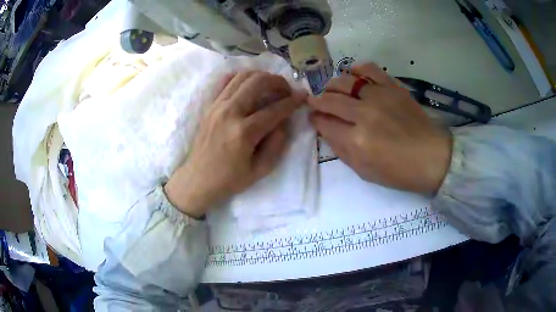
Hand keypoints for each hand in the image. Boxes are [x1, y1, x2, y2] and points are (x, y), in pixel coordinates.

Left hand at [164, 71, 306, 217]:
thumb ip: (277, 144)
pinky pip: (225, 81)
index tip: (303, 96)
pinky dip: (240, 78)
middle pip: (258, 82)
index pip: (275, 109)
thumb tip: (284, 121)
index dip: (293, 101)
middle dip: (277, 81)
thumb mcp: (261, 169)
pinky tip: (249, 85)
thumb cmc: (230, 179)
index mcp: (244, 132)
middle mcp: (230, 112)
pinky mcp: (209, 106)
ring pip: (242, 76)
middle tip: (286, 89)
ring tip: (270, 85)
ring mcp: (217, 106)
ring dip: (260, 76)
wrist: (198, 180)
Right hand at [308, 63, 451, 193]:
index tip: (314, 118)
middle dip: (317, 101)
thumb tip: (326, 130)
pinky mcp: (392, 87)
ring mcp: (379, 96)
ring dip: (332, 85)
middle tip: (316, 102)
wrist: (432, 157)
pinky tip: (352, 75)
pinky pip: (368, 69)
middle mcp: (364, 114)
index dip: (315, 120)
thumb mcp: (365, 171)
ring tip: (333, 90)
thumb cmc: (399, 171)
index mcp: (357, 141)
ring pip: (344, 81)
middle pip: (330, 99)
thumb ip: (341, 151)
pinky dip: (356, 69)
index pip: (324, 123)